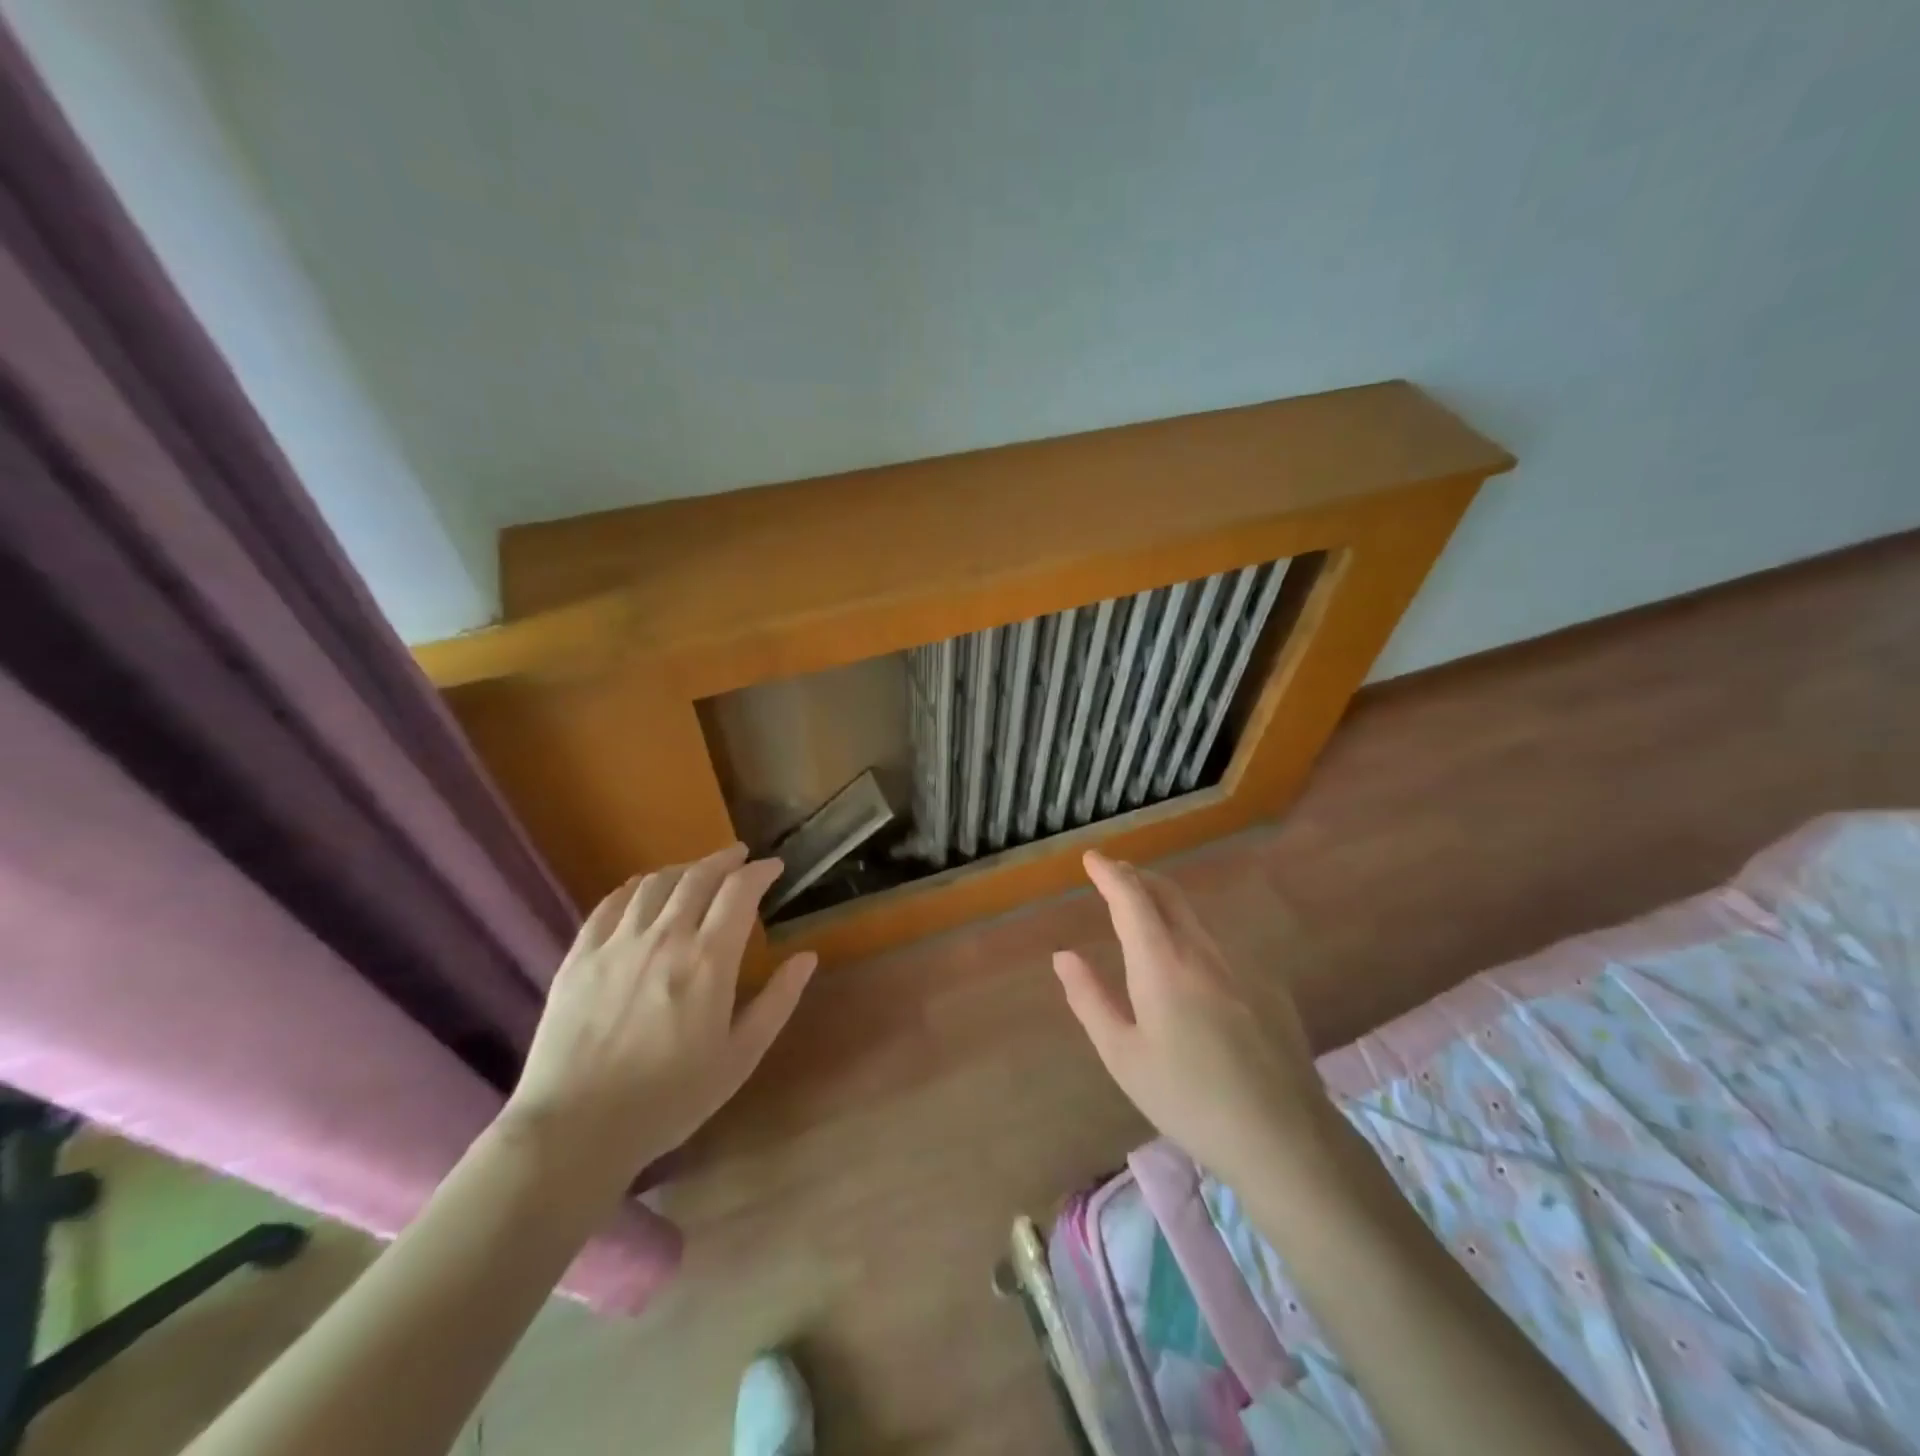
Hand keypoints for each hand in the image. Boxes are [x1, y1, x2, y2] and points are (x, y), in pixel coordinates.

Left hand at [499, 844, 816, 1197]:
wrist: (576, 1129)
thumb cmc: (670, 1098)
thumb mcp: (740, 1057)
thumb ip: (777, 1002)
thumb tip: (807, 957)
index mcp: (708, 960)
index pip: (739, 892)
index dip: (760, 872)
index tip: (774, 867)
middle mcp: (664, 937)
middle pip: (698, 877)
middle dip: (725, 859)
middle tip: (740, 856)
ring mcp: (617, 943)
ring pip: (655, 884)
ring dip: (683, 869)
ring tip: (697, 871)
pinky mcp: (579, 956)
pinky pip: (610, 904)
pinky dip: (635, 887)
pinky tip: (643, 889)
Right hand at [1053, 850, 1329, 1184]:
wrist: (1282, 1136)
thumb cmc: (1187, 1098)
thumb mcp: (1123, 1055)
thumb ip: (1090, 999)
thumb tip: (1063, 955)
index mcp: (1162, 964)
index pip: (1132, 898)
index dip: (1109, 873)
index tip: (1091, 857)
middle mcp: (1202, 952)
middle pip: (1168, 895)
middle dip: (1137, 877)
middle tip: (1114, 874)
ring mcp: (1241, 968)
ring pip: (1195, 919)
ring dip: (1165, 905)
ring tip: (1145, 914)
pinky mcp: (1267, 988)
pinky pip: (1219, 948)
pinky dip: (1192, 938)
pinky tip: (1191, 969)